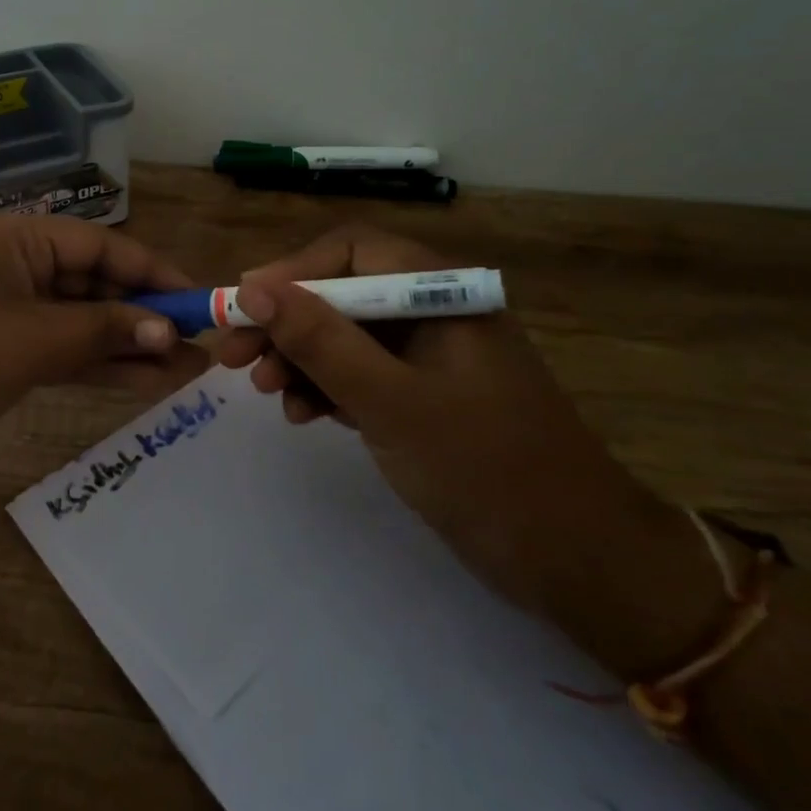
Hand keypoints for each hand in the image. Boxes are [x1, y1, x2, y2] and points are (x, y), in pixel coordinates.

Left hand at [0, 214, 208, 481]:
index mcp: (15, 238)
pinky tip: (144, 381)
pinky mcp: (0, 348)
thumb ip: (105, 331)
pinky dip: (96, 363)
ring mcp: (6, 308)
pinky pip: (60, 348)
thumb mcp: (35, 341)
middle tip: (200, 345)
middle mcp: (13, 263)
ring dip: (126, 345)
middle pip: (93, 283)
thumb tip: (169, 333)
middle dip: (143, 316)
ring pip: (80, 321)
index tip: (197, 302)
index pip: (101, 245)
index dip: (153, 274)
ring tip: (186, 371)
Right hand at [214, 225, 694, 657]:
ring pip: (346, 338)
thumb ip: (320, 340)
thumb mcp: (390, 401)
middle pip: (342, 294)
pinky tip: (301, 414)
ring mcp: (430, 358)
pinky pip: (362, 376)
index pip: (351, 251)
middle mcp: (433, 313)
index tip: (243, 308)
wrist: (576, 560)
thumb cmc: (485, 468)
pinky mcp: (425, 397)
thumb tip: (253, 289)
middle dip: (286, 323)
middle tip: (233, 358)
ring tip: (264, 393)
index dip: (291, 272)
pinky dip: (327, 389)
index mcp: (441, 294)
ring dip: (300, 359)